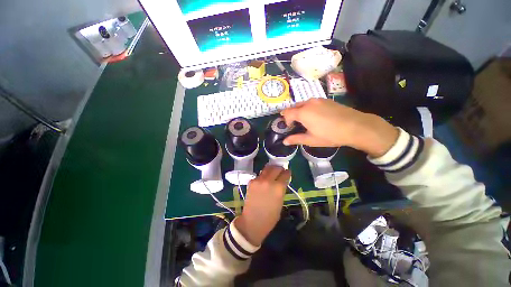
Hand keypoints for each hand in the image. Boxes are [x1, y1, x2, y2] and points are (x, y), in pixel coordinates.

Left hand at [234, 165, 290, 245]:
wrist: (253, 222)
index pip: (285, 174)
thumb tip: (282, 181)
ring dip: (271, 170)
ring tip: (272, 173)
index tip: (287, 173)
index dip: (287, 173)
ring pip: (267, 169)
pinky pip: (259, 175)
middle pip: (276, 168)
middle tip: (280, 171)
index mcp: (279, 187)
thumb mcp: (280, 202)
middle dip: (279, 168)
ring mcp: (259, 180)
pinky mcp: (251, 181)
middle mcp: (269, 181)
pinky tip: (263, 181)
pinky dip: (263, 176)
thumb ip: (281, 189)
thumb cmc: (270, 217)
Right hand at [280, 98, 398, 157]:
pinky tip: (317, 117)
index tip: (290, 127)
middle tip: (296, 125)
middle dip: (292, 115)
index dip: (286, 120)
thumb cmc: (330, 135)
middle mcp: (308, 103)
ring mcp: (318, 100)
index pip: (287, 113)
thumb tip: (285, 141)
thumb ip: (296, 139)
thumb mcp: (311, 139)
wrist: (355, 126)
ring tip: (307, 121)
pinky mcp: (326, 100)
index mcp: (303, 112)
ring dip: (301, 111)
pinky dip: (309, 108)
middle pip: (294, 107)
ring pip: (303, 104)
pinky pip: (312, 103)